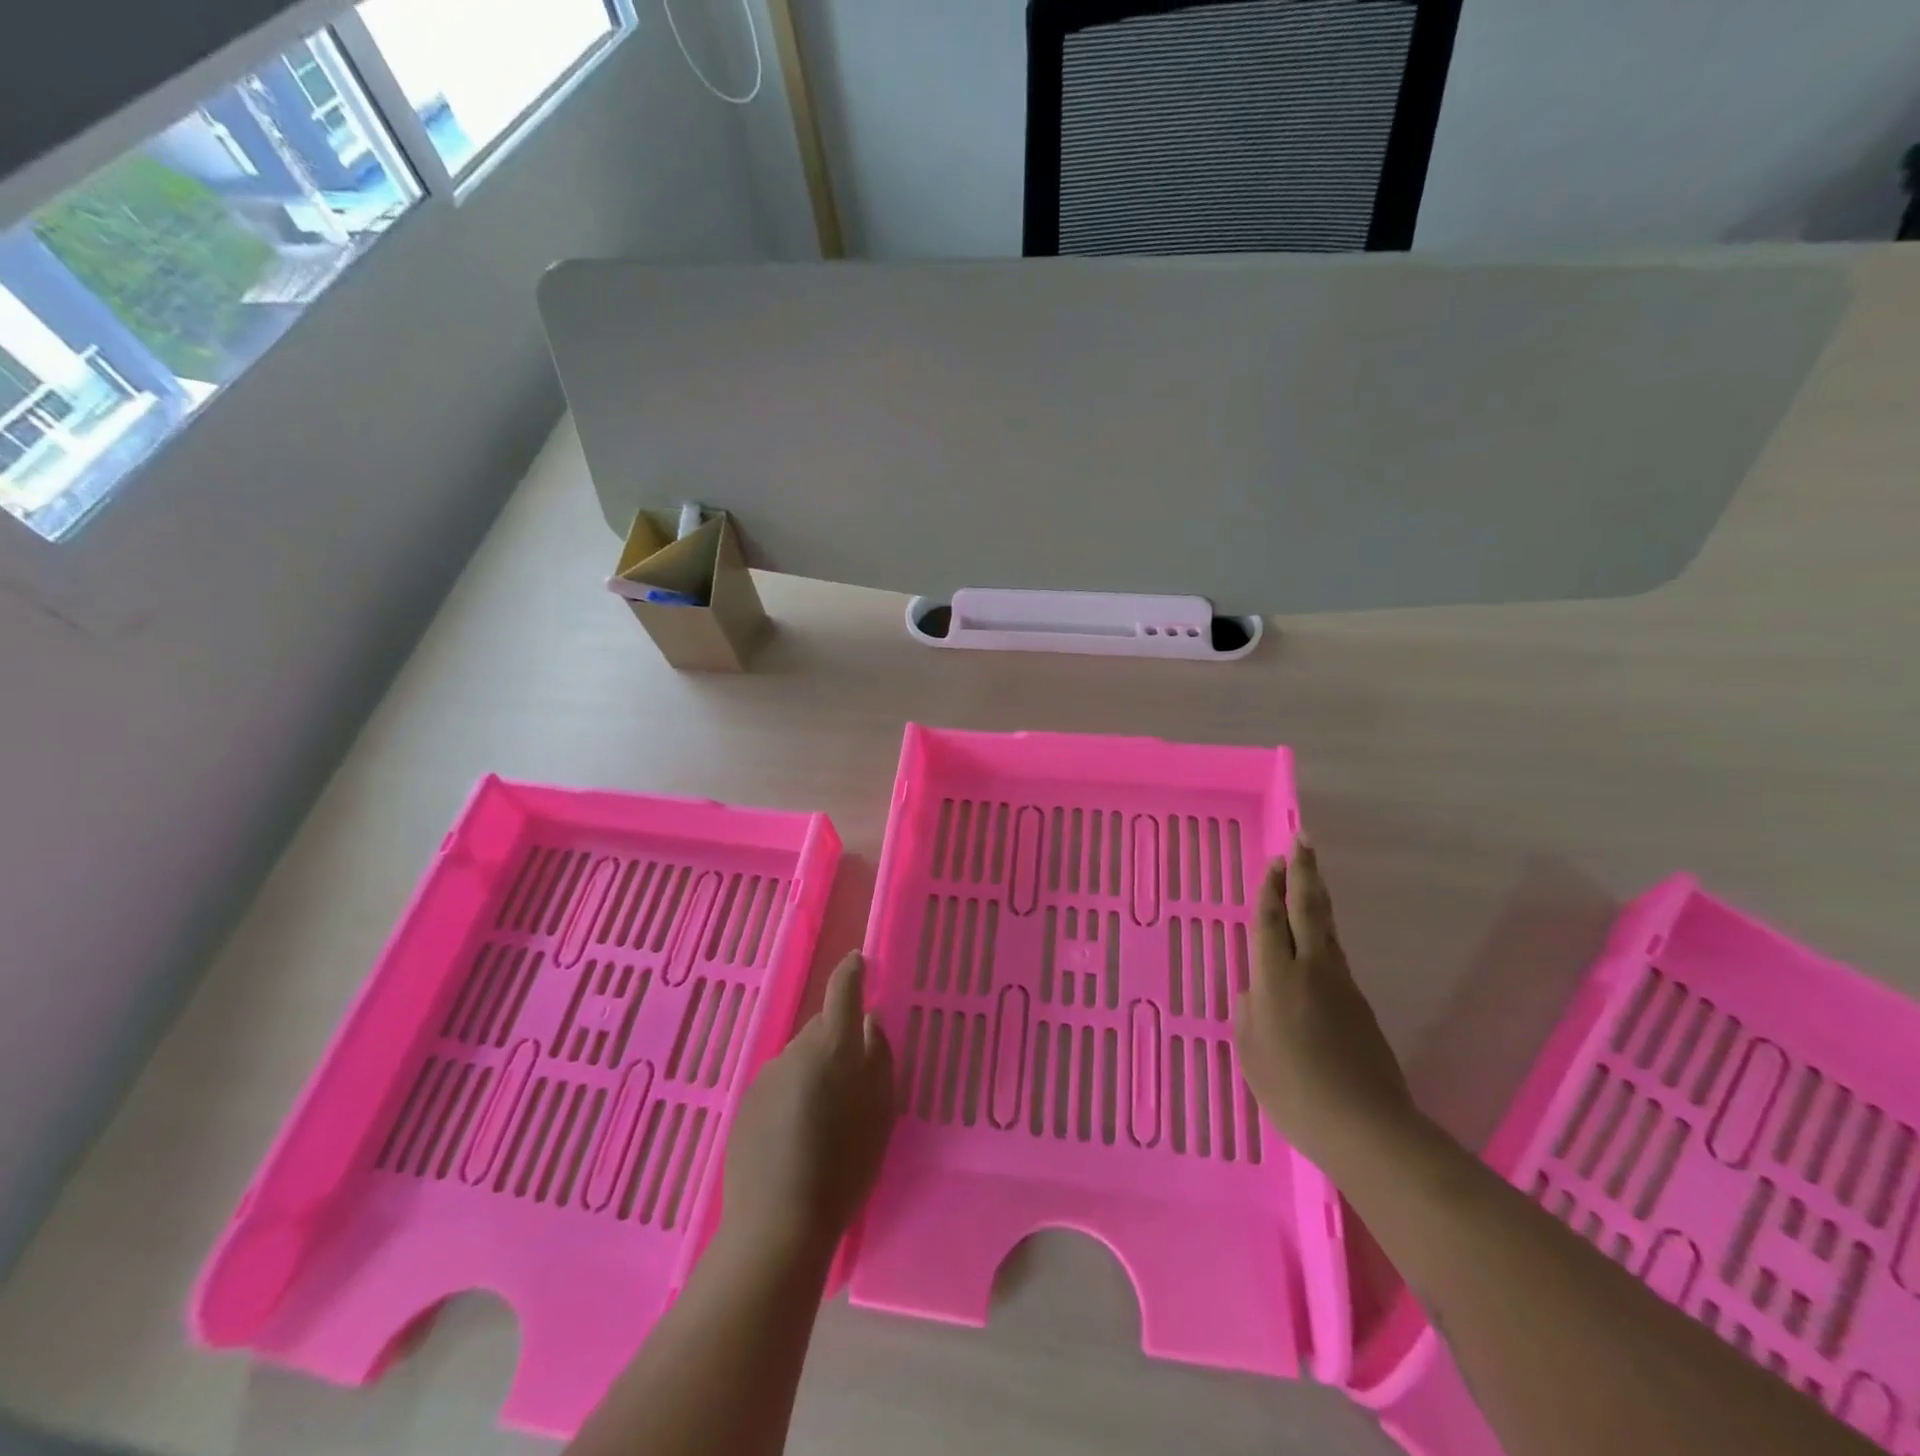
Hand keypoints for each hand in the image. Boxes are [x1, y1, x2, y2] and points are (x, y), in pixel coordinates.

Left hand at [717, 952, 895, 1266]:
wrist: (777, 1225)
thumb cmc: (844, 1168)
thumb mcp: (881, 1113)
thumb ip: (879, 1058)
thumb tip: (870, 1022)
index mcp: (834, 1045)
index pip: (843, 989)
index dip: (852, 971)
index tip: (859, 961)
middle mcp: (795, 1049)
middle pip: (820, 1027)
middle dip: (837, 1040)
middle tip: (852, 1078)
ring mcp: (766, 1075)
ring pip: (799, 1057)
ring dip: (813, 1071)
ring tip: (824, 1118)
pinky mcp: (746, 1102)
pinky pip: (779, 1083)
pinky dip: (791, 1094)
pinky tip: (796, 1135)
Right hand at [1233, 838, 1415, 1175]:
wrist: (1366, 1128)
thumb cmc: (1294, 1092)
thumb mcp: (1251, 1054)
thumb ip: (1249, 1015)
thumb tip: (1256, 993)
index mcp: (1276, 978)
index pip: (1270, 920)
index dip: (1270, 888)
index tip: (1274, 859)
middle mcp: (1311, 970)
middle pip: (1307, 909)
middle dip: (1304, 873)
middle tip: (1302, 841)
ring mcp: (1341, 986)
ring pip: (1327, 930)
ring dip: (1316, 899)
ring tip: (1310, 878)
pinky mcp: (1360, 1006)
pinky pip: (1336, 956)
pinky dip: (1324, 934)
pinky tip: (1318, 940)